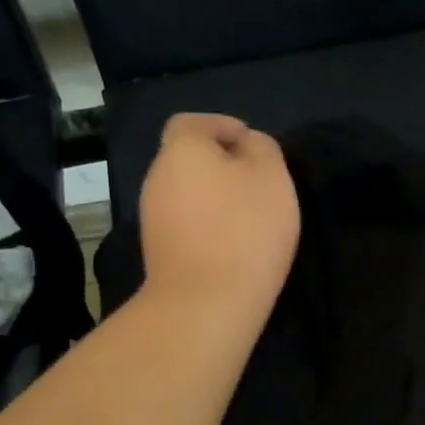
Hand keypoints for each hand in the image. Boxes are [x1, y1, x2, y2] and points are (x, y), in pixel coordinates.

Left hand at [138, 113, 300, 321]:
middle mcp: (157, 177)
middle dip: (219, 165)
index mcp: (182, 149)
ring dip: (213, 198)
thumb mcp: (271, 176)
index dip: (223, 126)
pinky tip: (231, 246)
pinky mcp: (157, 252)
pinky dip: (205, 226)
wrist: (205, 302)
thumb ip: (262, 148)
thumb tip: (247, 144)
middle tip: (256, 185)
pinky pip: (184, 225)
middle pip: (187, 159)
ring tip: (248, 219)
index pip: (193, 122)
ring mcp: (152, 217)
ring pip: (186, 194)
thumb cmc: (245, 229)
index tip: (251, 145)